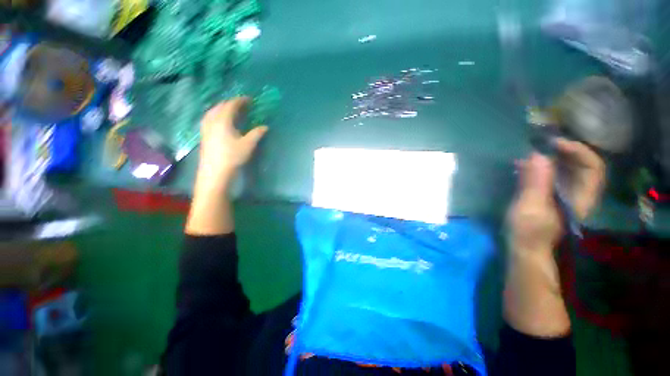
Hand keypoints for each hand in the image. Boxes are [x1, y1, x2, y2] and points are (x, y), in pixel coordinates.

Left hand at [199, 97, 267, 178]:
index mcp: (223, 121)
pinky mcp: (204, 134)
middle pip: (220, 106)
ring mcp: (206, 127)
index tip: (250, 99)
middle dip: (232, 103)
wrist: (215, 171)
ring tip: (231, 110)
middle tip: (242, 104)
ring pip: (213, 111)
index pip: (231, 105)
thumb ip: (257, 133)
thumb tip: (265, 126)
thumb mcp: (248, 145)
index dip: (241, 100)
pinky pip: (209, 117)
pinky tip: (220, 120)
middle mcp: (212, 121)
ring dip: (223, 107)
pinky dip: (216, 114)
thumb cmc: (232, 156)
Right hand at [507, 138, 604, 254]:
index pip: (592, 166)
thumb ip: (536, 183)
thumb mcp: (531, 207)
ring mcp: (562, 194)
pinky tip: (522, 165)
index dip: (578, 150)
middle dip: (562, 151)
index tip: (554, 144)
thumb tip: (537, 155)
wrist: (524, 247)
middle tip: (539, 145)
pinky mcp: (548, 195)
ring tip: (527, 154)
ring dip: (548, 158)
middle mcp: (576, 192)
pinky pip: (549, 175)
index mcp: (580, 196)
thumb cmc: (529, 231)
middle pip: (580, 164)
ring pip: (564, 169)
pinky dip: (538, 167)